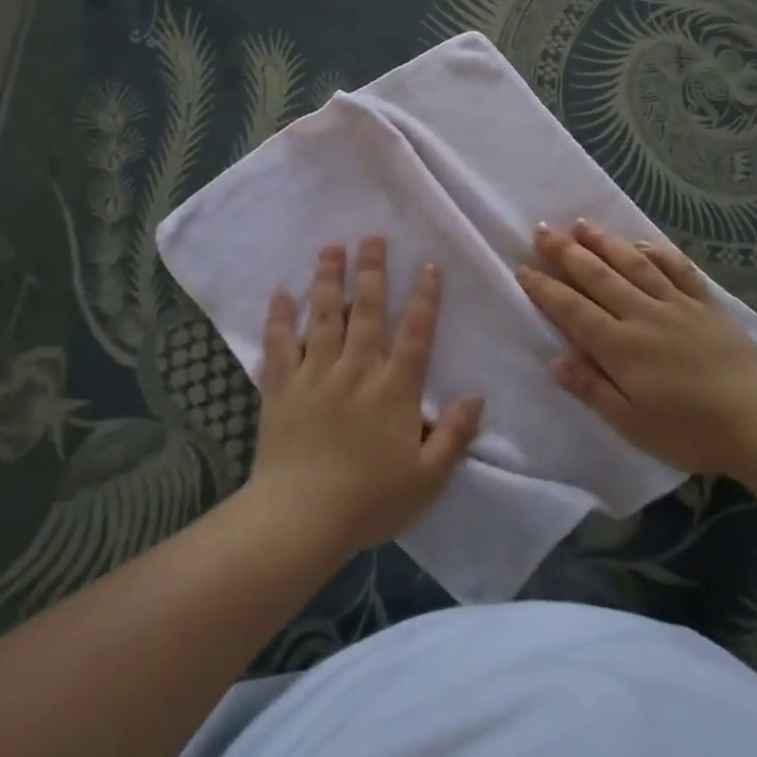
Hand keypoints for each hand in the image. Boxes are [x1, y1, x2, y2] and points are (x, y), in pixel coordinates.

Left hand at [250, 236, 483, 555]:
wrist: (300, 519)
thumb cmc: (369, 501)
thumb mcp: (428, 479)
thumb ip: (454, 435)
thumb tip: (476, 395)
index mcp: (394, 390)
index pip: (415, 333)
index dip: (424, 298)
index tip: (427, 265)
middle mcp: (356, 371)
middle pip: (365, 311)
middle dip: (371, 271)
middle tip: (372, 237)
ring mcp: (315, 375)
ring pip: (323, 317)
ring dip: (327, 279)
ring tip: (330, 247)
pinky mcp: (281, 387)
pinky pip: (279, 344)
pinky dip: (279, 317)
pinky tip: (280, 292)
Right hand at [515, 219, 756, 475]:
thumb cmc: (690, 430)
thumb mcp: (632, 423)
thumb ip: (592, 389)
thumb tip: (556, 361)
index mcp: (620, 347)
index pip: (573, 310)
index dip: (545, 289)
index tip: (523, 269)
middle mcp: (643, 315)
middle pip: (598, 277)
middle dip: (566, 252)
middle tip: (542, 229)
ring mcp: (676, 305)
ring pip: (633, 265)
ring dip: (605, 242)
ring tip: (582, 224)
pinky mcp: (704, 305)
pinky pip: (677, 269)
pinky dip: (657, 252)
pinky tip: (642, 242)